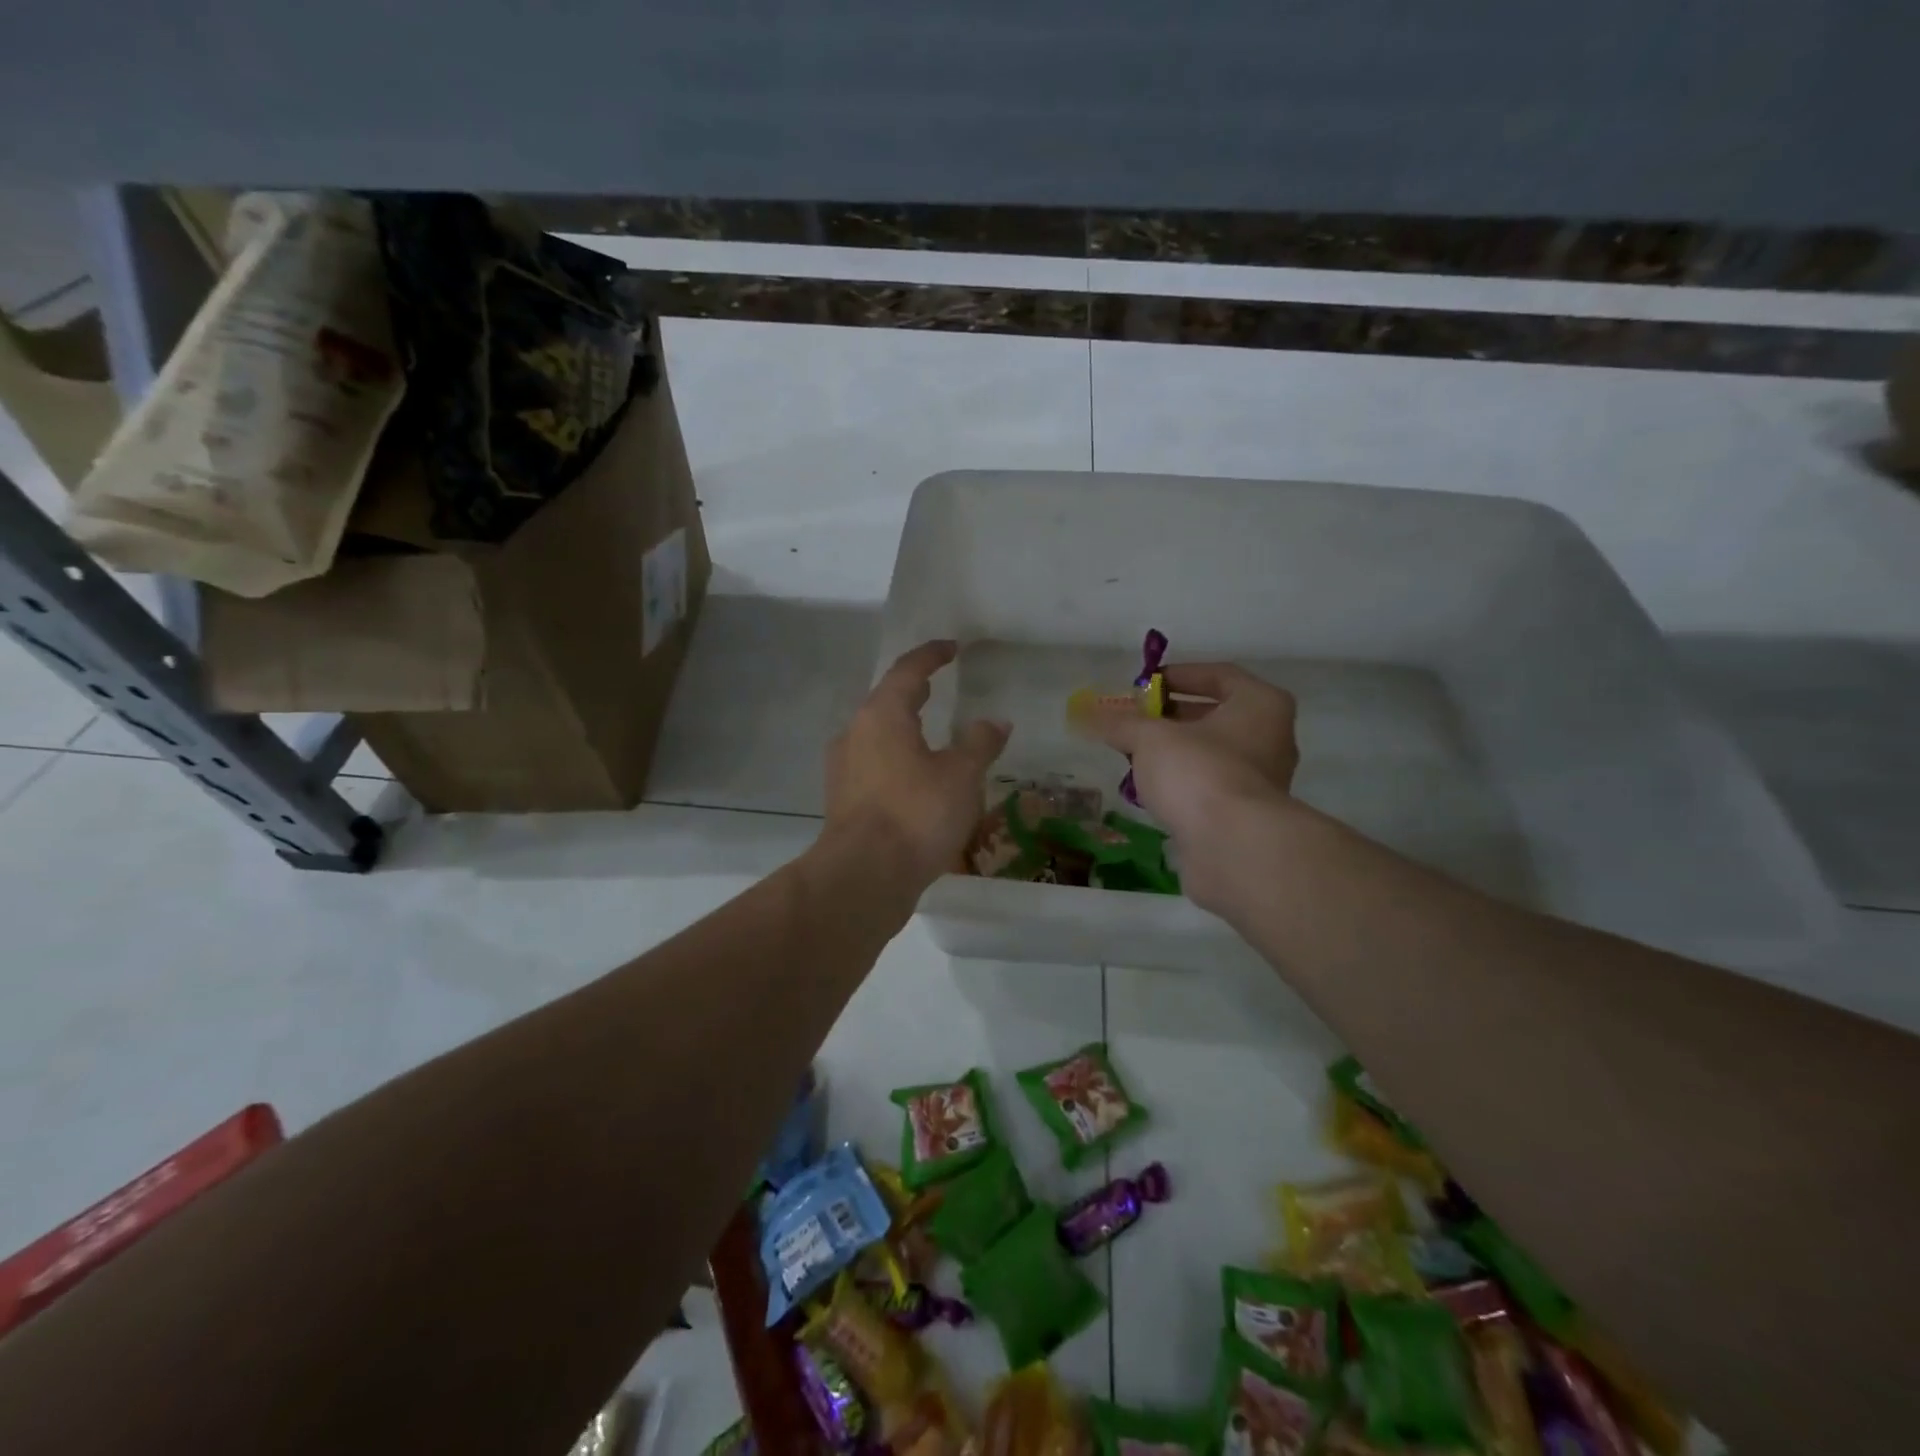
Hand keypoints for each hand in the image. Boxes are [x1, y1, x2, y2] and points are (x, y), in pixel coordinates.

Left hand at [825, 641, 1010, 887]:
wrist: (864, 876)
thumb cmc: (915, 814)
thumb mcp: (961, 776)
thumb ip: (980, 744)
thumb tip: (996, 722)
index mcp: (882, 715)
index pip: (907, 671)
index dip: (931, 656)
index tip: (950, 648)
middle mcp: (855, 734)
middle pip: (886, 701)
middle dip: (913, 691)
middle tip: (938, 685)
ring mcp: (844, 769)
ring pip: (877, 736)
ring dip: (903, 729)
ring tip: (930, 734)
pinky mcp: (843, 801)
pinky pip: (874, 767)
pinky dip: (897, 761)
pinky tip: (916, 780)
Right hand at [1083, 662, 1298, 842]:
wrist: (1233, 848)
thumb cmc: (1199, 772)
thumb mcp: (1150, 738)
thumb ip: (1121, 723)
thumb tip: (1089, 715)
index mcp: (1260, 705)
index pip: (1220, 675)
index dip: (1179, 675)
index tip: (1145, 684)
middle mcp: (1270, 738)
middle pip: (1214, 716)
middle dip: (1171, 716)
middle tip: (1134, 719)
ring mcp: (1261, 780)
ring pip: (1210, 754)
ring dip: (1173, 752)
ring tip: (1133, 754)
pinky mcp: (1245, 815)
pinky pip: (1208, 787)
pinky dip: (1181, 784)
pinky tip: (1150, 790)